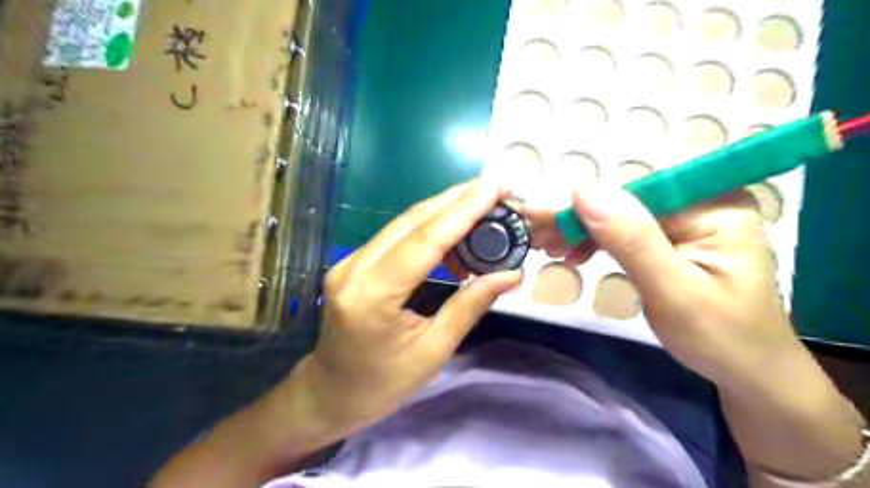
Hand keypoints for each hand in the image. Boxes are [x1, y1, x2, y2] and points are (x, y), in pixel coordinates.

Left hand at [298, 182, 521, 436]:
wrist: (331, 392)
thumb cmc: (382, 383)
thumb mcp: (433, 352)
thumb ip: (469, 307)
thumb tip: (510, 275)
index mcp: (372, 296)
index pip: (424, 241)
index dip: (462, 211)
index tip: (494, 186)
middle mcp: (353, 269)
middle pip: (411, 221)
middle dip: (456, 200)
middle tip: (495, 187)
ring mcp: (348, 262)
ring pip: (403, 223)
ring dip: (444, 210)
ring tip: (482, 206)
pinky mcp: (353, 263)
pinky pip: (396, 236)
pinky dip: (429, 228)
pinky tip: (455, 232)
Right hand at [518, 185, 796, 390]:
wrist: (747, 373)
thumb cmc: (718, 337)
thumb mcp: (672, 290)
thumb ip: (630, 239)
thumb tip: (584, 189)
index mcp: (714, 206)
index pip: (635, 192)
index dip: (584, 203)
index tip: (539, 216)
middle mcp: (701, 203)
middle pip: (625, 201)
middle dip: (577, 219)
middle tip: (534, 235)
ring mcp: (687, 221)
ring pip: (619, 216)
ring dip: (581, 231)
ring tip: (547, 246)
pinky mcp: (673, 239)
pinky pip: (625, 232)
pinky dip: (596, 242)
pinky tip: (574, 253)